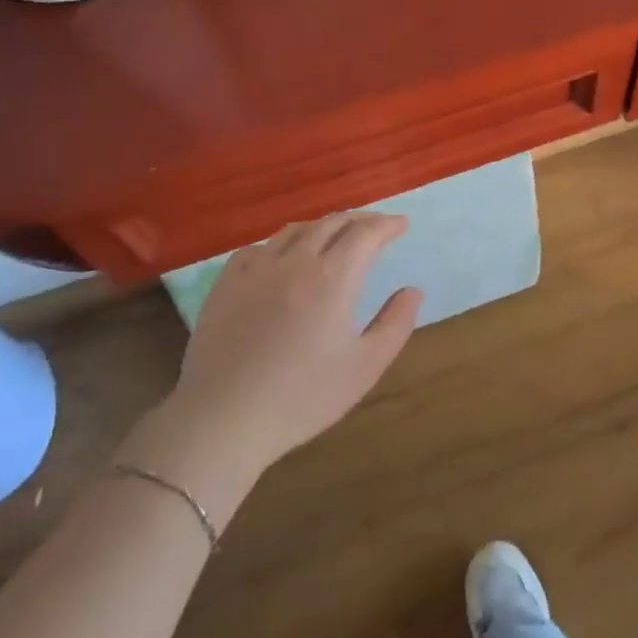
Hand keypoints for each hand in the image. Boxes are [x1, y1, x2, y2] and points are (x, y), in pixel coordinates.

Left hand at [121, 212, 421, 520]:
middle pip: (332, 223)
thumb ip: (395, 324)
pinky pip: (259, 248)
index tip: (401, 225)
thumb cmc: (303, 397)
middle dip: (359, 219)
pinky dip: (282, 244)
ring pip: (295, 230)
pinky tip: (283, 258)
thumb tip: (412, 291)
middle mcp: (295, 261)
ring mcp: (256, 269)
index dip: (387, 224)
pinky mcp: (226, 283)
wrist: (224, 418)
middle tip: (376, 227)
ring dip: (322, 227)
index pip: (365, 233)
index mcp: (333, 277)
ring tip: (335, 237)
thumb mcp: (365, 367)